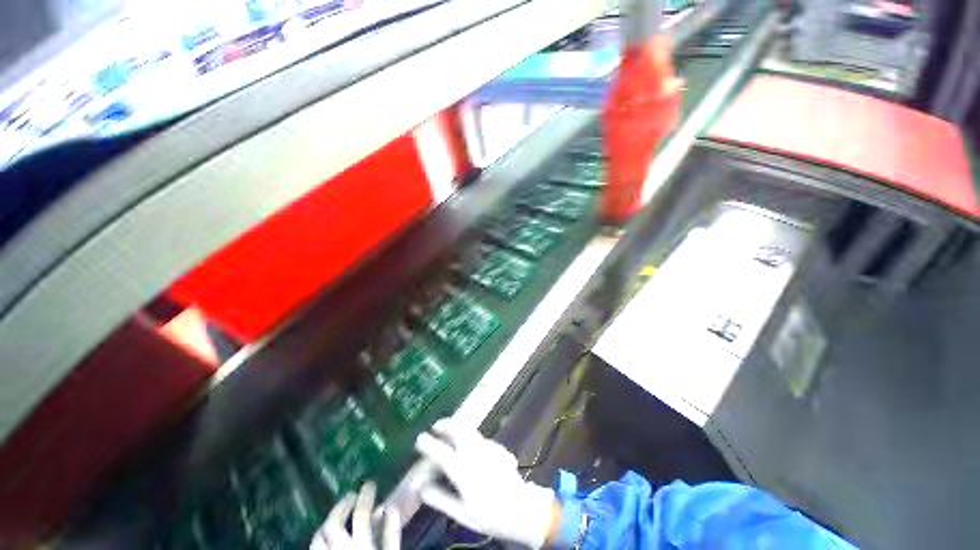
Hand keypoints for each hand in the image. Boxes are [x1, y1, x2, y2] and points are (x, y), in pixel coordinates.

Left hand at [311, 482, 400, 549]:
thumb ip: (392, 533)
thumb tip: (391, 507)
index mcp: (360, 545)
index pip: (360, 514)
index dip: (365, 495)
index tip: (370, 484)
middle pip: (332, 524)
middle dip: (341, 506)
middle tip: (351, 495)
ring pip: (317, 538)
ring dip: (326, 523)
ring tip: (336, 514)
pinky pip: (314, 549)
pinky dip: (320, 539)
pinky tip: (327, 536)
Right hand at [415, 419, 558, 548]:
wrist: (521, 510)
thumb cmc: (489, 515)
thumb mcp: (461, 513)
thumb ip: (440, 498)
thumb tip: (422, 488)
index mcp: (462, 469)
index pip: (440, 451)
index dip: (428, 443)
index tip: (419, 438)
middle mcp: (474, 453)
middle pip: (458, 429)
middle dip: (446, 424)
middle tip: (436, 427)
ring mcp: (487, 448)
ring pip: (470, 429)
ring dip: (458, 427)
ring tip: (449, 431)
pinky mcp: (497, 448)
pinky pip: (480, 437)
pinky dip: (470, 436)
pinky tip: (469, 445)